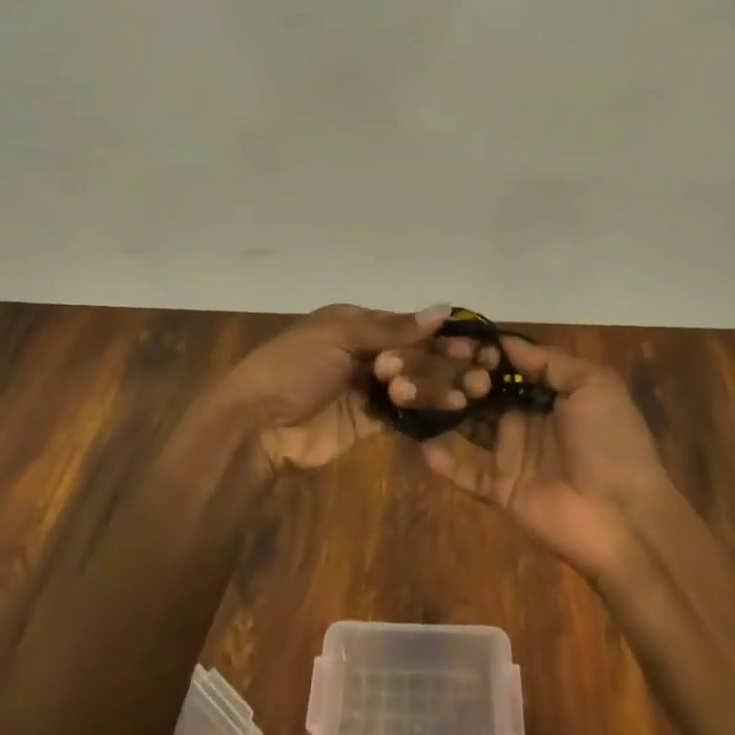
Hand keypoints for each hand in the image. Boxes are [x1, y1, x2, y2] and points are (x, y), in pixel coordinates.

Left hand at [211, 303, 461, 475]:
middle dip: (443, 362)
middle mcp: (365, 352)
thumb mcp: (338, 337)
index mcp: (355, 323)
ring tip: (466, 393)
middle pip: (414, 354)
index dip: (439, 334)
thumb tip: (445, 309)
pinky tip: (451, 409)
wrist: (257, 425)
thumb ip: (392, 328)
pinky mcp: (369, 423)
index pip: (406, 325)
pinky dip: (427, 409)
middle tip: (477, 373)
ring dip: (438, 385)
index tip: (473, 343)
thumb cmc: (293, 368)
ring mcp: (367, 389)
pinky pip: (405, 413)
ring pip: (414, 383)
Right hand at [421, 334, 672, 580]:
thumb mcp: (594, 385)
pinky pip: (466, 473)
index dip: (483, 351)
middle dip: (458, 376)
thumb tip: (504, 341)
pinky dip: (443, 461)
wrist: (625, 519)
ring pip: (469, 427)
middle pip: (484, 392)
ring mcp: (512, 455)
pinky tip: (419, 442)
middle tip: (428, 363)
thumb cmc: (611, 442)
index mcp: (550, 392)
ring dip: (446, 410)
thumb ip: (549, 361)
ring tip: (413, 393)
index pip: (507, 365)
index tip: (452, 338)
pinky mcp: (501, 490)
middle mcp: (526, 419)